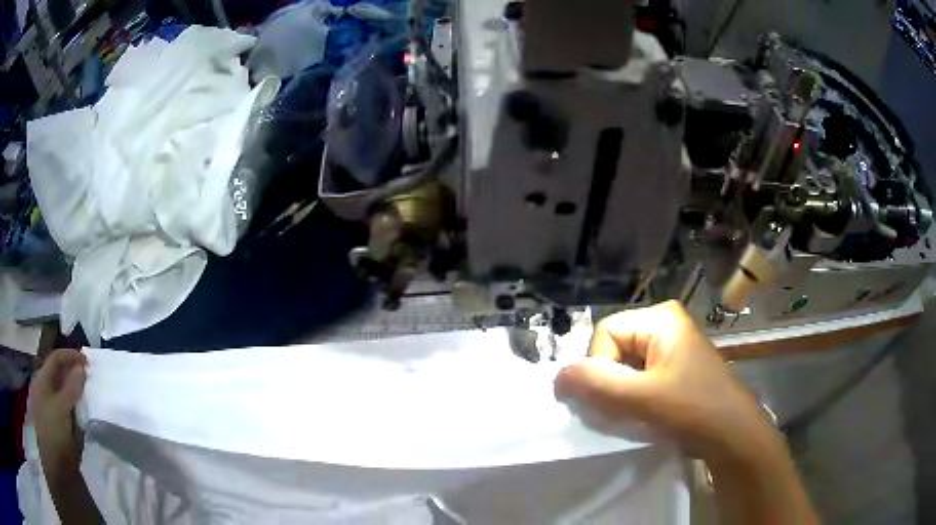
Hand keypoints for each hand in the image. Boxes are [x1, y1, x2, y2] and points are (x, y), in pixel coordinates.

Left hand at [31, 349, 87, 474]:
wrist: (50, 463)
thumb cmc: (52, 430)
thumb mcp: (62, 408)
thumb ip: (71, 387)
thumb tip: (81, 367)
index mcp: (42, 378)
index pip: (56, 358)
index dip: (71, 356)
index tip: (88, 363)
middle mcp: (43, 387)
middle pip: (58, 375)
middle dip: (73, 375)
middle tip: (89, 380)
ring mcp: (47, 406)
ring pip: (61, 393)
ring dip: (73, 394)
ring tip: (87, 400)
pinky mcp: (54, 424)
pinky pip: (64, 410)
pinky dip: (72, 410)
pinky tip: (80, 418)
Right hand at [554, 301, 778, 463]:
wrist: (731, 435)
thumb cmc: (693, 408)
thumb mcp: (642, 398)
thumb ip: (596, 385)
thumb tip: (556, 376)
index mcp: (660, 317)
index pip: (604, 333)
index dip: (598, 366)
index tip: (610, 398)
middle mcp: (664, 326)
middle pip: (613, 349)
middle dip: (608, 383)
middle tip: (619, 411)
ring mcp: (670, 348)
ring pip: (623, 368)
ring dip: (618, 395)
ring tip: (631, 416)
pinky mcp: (672, 370)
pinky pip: (636, 379)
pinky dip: (630, 399)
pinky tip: (640, 416)